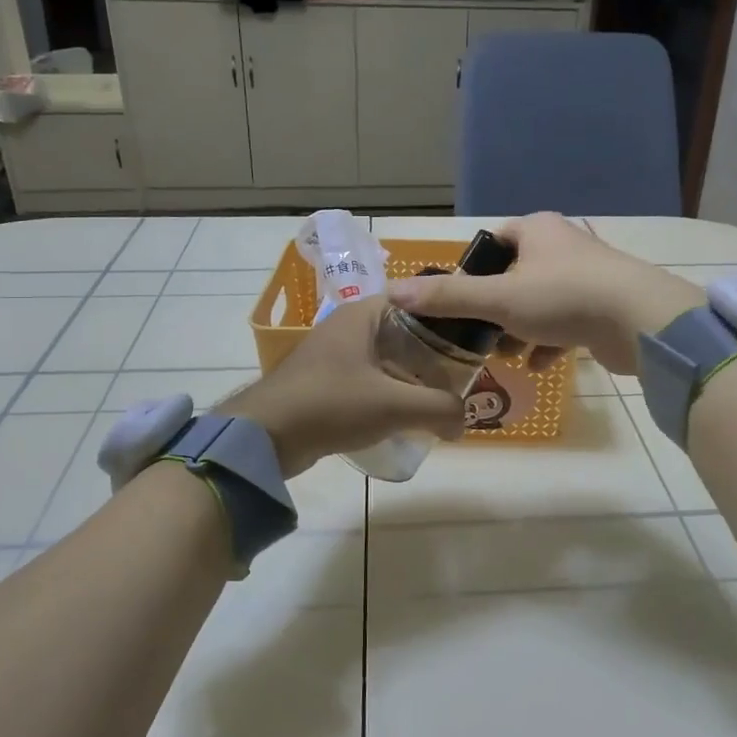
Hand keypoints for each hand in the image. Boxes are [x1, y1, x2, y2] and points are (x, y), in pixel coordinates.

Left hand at [218, 297, 463, 475]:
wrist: (265, 436)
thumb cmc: (331, 404)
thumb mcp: (394, 405)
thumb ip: (439, 409)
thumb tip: (462, 423)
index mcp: (364, 314)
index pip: (418, 300)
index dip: (447, 316)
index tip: (472, 338)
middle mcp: (349, 326)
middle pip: (405, 332)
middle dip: (434, 354)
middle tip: (462, 375)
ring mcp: (334, 354)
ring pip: (388, 358)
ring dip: (412, 376)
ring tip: (441, 397)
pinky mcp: (326, 381)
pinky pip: (370, 379)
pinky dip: (390, 392)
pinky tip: (406, 414)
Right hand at [388, 213, 702, 375]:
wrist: (640, 321)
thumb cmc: (563, 297)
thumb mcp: (497, 298)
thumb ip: (448, 297)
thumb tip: (394, 293)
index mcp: (538, 230)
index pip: (494, 243)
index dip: (473, 271)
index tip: (460, 302)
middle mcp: (564, 246)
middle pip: (516, 276)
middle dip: (497, 309)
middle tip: (480, 336)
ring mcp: (589, 276)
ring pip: (541, 302)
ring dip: (522, 330)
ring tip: (507, 356)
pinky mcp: (605, 306)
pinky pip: (567, 322)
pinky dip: (551, 342)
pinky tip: (540, 365)